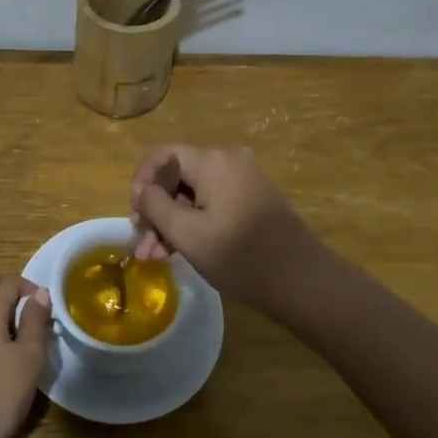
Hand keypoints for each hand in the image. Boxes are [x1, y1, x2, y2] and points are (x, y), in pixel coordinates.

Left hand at [0, 276, 51, 437]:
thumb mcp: (28, 357)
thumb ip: (36, 321)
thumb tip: (40, 293)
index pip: (9, 282)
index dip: (32, 289)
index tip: (50, 313)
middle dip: (19, 305)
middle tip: (41, 329)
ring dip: (7, 324)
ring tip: (27, 349)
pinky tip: (5, 367)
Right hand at [129, 145, 327, 314]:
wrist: (302, 281)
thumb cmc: (239, 256)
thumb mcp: (187, 233)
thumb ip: (155, 205)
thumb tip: (142, 189)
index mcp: (212, 161)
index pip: (162, 156)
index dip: (140, 181)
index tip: (134, 216)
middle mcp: (228, 161)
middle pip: (176, 177)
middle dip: (154, 210)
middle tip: (141, 246)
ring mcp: (243, 180)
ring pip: (192, 194)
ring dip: (170, 222)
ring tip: (155, 256)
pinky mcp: (252, 200)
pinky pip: (211, 203)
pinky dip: (192, 223)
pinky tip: (178, 251)